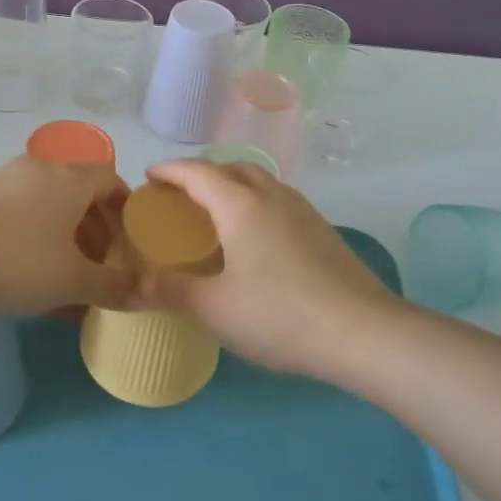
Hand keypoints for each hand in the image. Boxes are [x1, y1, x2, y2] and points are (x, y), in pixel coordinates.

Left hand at [0, 155, 134, 314]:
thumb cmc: (18, 260)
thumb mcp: (71, 280)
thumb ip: (113, 286)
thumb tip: (150, 293)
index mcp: (71, 178)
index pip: (111, 179)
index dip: (124, 209)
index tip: (128, 240)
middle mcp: (42, 166)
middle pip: (80, 191)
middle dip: (95, 226)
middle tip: (99, 263)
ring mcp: (7, 176)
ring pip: (49, 200)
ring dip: (64, 232)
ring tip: (64, 271)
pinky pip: (22, 207)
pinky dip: (35, 231)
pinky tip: (28, 268)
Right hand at [136, 160, 403, 378]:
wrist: (364, 332)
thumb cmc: (281, 315)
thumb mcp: (216, 309)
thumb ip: (173, 291)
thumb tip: (137, 283)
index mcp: (241, 205)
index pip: (198, 172)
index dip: (170, 170)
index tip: (149, 177)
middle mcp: (272, 195)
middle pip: (231, 168)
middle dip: (201, 174)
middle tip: (179, 197)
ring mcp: (302, 210)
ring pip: (259, 181)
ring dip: (232, 186)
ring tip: (215, 214)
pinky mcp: (322, 229)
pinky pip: (277, 200)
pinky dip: (254, 203)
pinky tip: (254, 239)